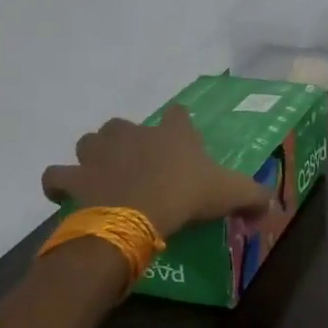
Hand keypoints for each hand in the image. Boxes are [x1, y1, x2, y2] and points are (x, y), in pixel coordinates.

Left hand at [41, 104, 271, 237]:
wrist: (137, 214)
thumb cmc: (185, 195)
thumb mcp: (230, 194)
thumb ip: (254, 197)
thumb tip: (271, 207)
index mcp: (171, 133)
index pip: (178, 114)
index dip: (180, 126)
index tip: (182, 141)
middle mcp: (132, 134)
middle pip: (124, 125)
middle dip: (127, 140)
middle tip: (138, 165)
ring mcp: (98, 153)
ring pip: (89, 142)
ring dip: (94, 155)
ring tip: (103, 175)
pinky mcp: (75, 178)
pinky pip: (57, 177)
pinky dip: (60, 185)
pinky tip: (68, 194)